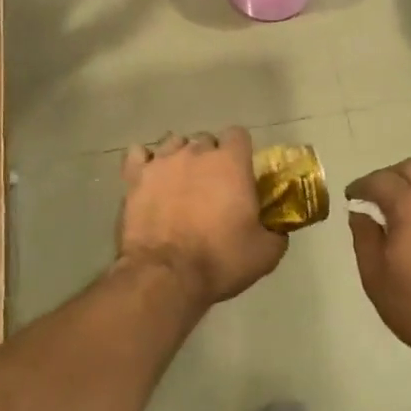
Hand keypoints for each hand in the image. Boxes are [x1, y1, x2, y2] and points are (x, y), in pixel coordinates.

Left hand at [119, 129, 286, 308]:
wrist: (167, 276)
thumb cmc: (221, 260)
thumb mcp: (265, 253)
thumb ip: (276, 232)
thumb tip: (277, 229)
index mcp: (231, 162)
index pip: (238, 135)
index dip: (240, 152)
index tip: (241, 174)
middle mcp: (196, 152)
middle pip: (205, 140)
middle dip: (210, 157)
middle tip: (212, 186)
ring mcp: (161, 162)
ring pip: (172, 143)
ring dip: (179, 157)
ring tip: (179, 182)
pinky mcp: (134, 177)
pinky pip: (137, 154)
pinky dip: (144, 162)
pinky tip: (149, 177)